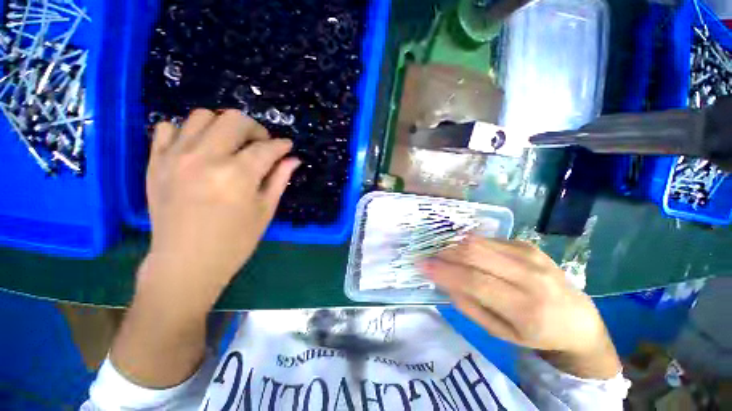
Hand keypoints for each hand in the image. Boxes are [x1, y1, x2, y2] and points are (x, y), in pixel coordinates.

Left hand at [143, 109, 299, 307]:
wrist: (186, 263)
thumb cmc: (234, 241)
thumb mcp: (265, 211)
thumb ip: (279, 179)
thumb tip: (293, 159)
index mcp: (237, 175)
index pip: (266, 147)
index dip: (281, 145)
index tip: (286, 146)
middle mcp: (205, 158)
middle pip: (234, 119)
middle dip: (255, 128)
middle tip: (260, 145)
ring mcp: (175, 157)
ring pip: (201, 116)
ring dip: (223, 126)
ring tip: (230, 144)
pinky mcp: (155, 163)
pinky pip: (167, 128)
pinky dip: (187, 132)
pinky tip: (198, 149)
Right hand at [422, 236, 620, 378]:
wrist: (577, 318)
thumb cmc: (535, 333)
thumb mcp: (499, 332)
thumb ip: (468, 305)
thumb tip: (443, 279)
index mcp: (527, 308)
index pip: (475, 281)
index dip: (444, 271)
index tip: (422, 265)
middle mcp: (531, 275)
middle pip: (475, 253)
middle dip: (445, 253)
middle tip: (430, 258)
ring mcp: (530, 254)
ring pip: (479, 241)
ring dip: (454, 246)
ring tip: (444, 255)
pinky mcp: (527, 244)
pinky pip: (488, 240)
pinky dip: (470, 246)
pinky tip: (467, 255)